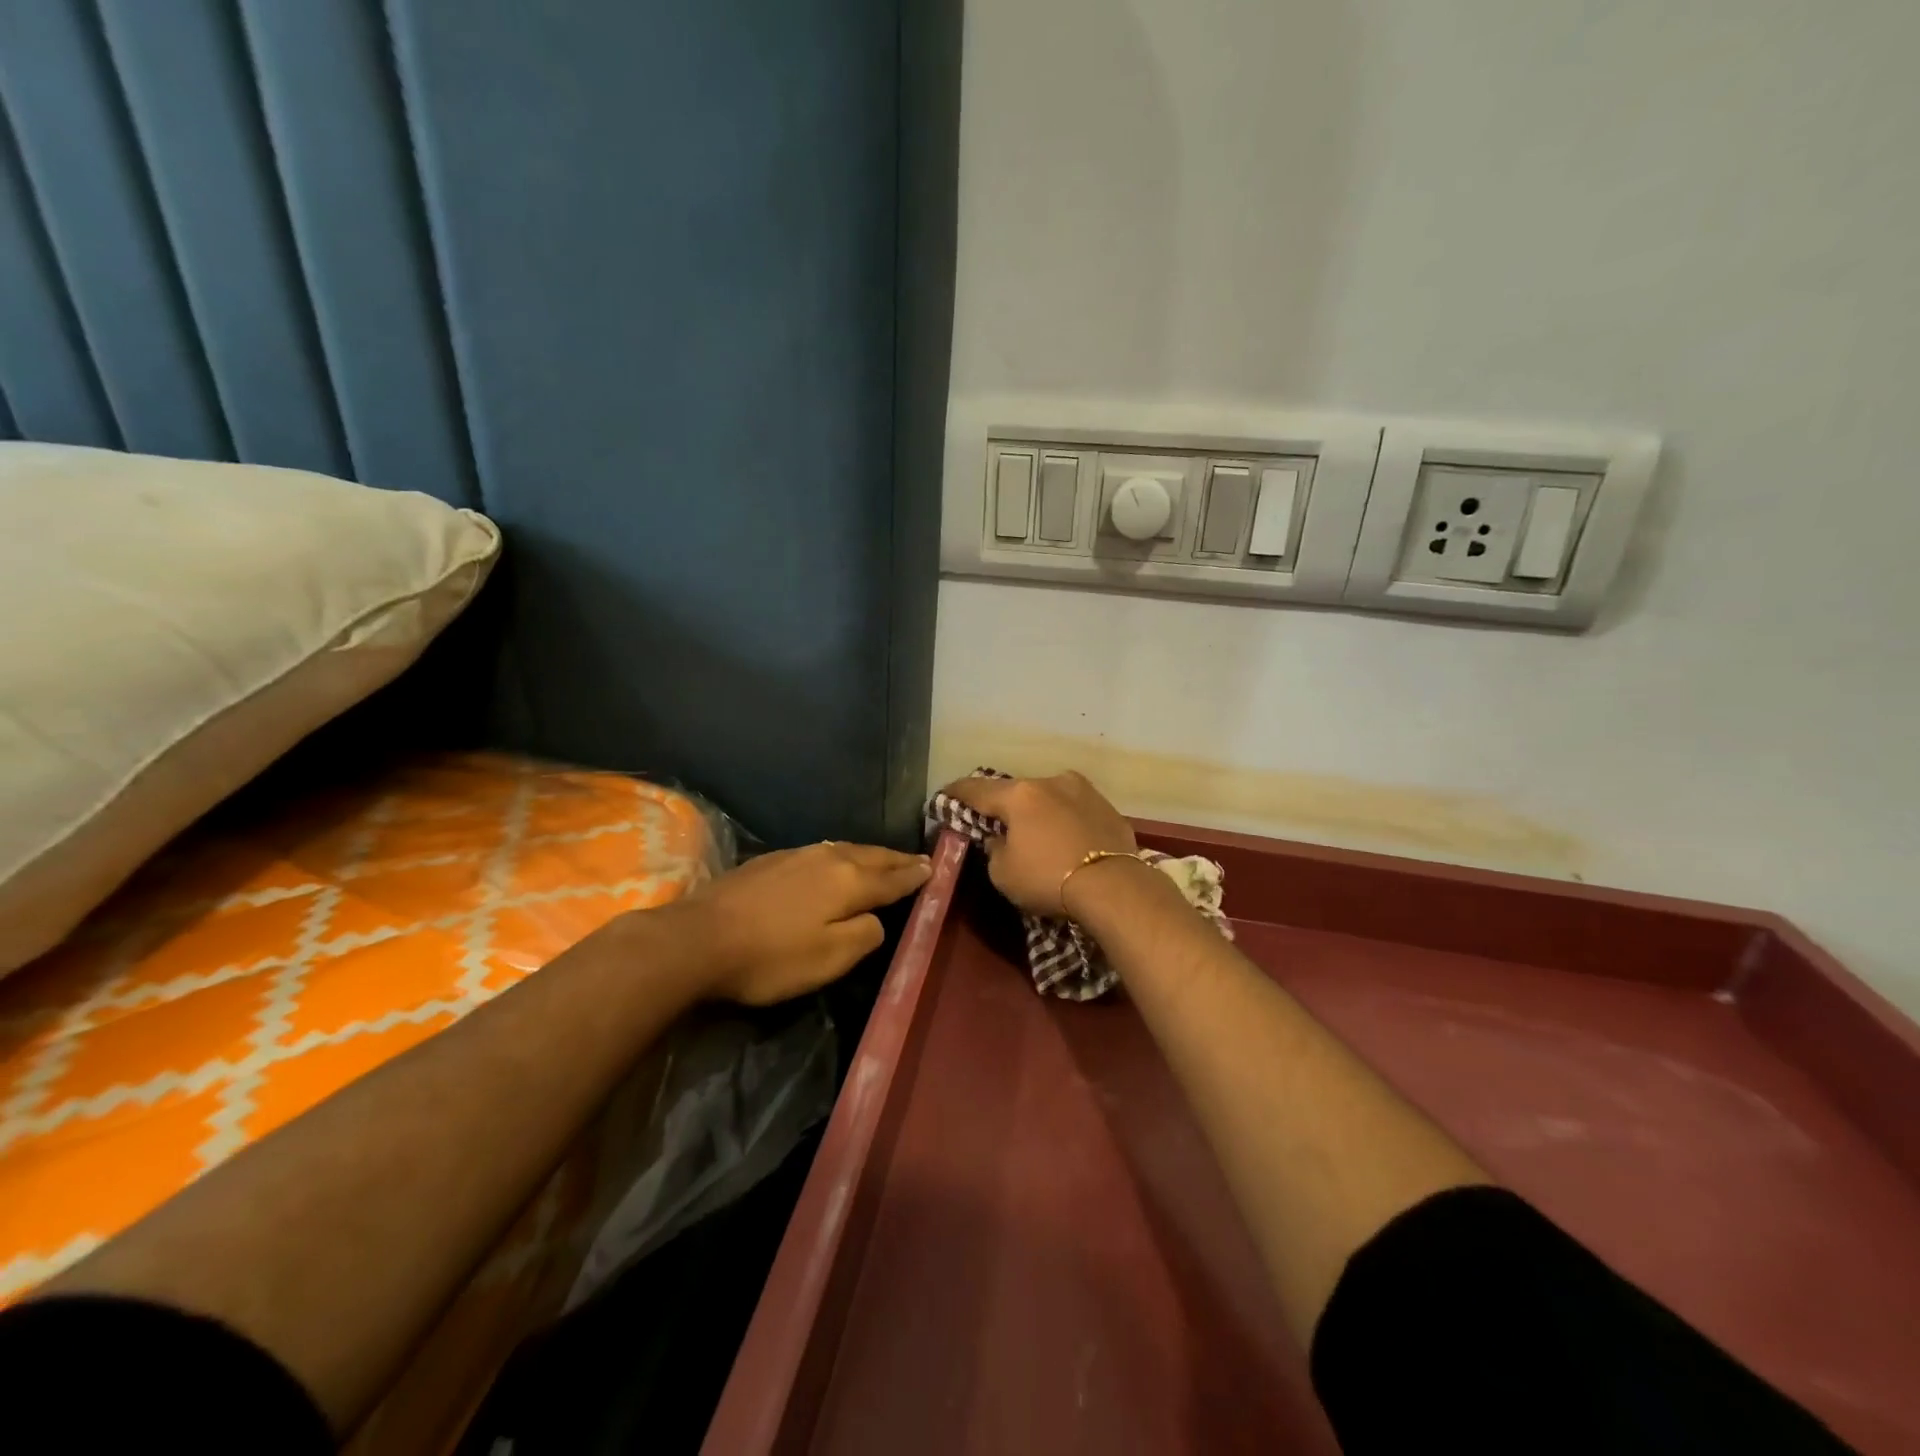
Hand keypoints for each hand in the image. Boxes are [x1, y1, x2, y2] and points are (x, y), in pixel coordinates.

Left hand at [674, 841, 931, 1005]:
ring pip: (846, 849)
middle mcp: (829, 858)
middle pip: (872, 856)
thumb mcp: (829, 960)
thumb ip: (865, 935)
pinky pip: (823, 851)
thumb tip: (877, 919)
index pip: (892, 877)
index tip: (934, 868)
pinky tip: (837, 860)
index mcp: (849, 881)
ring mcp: (797, 854)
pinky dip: (842, 856)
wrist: (698, 938)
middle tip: (918, 859)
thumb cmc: (770, 956)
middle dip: (897, 859)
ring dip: (870, 854)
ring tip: (885, 858)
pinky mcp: (772, 859)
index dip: (915, 875)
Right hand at [938, 771, 1135, 916]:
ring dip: (1038, 810)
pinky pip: (1076, 810)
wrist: (1115, 887)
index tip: (946, 794)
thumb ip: (994, 849)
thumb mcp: (1003, 873)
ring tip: (1036, 829)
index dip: (957, 792)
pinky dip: (1065, 820)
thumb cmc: (1048, 879)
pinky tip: (1067, 838)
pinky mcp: (1108, 807)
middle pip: (1017, 790)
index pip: (977, 789)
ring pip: (1050, 796)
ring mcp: (1084, 791)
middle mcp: (1051, 782)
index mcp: (1019, 795)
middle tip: (995, 819)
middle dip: (1004, 804)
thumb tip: (999, 838)